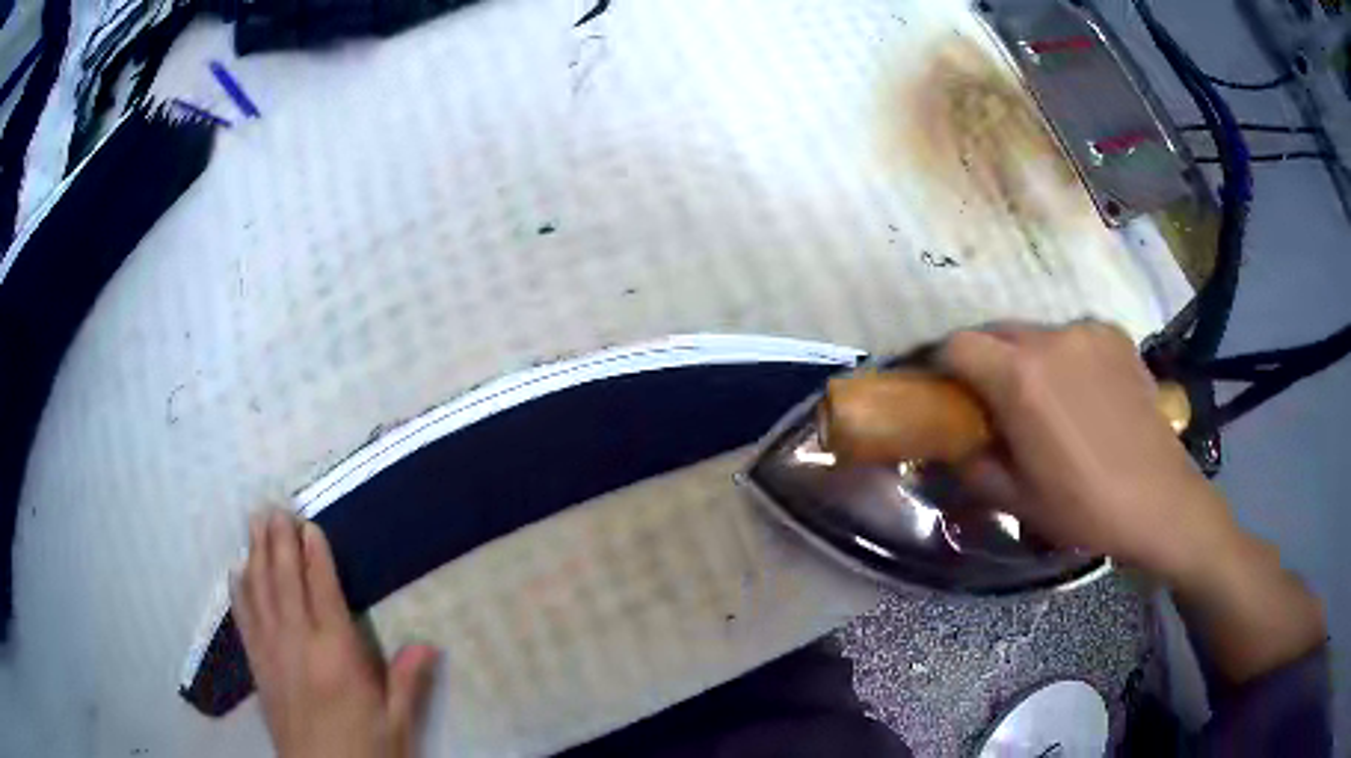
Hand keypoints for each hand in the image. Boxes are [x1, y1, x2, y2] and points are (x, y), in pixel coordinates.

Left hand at [233, 511, 439, 757]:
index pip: (323, 593)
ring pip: (260, 592)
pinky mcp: (257, 666)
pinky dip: (239, 590)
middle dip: (279, 542)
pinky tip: (236, 571)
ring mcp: (272, 653)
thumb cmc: (365, 750)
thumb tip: (428, 644)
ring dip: (256, 554)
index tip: (309, 525)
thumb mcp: (396, 724)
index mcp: (337, 655)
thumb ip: (407, 682)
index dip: (315, 556)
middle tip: (274, 507)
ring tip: (254, 522)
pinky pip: (244, 618)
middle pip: (285, 582)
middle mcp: (299, 645)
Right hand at [940, 321, 1236, 579]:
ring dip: (1027, 361)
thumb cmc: (1084, 507)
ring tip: (1048, 403)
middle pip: (996, 333)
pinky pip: (1073, 337)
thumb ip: (972, 465)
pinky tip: (1084, 394)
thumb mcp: (1015, 500)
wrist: (1160, 500)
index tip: (948, 394)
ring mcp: (1088, 332)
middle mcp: (1052, 338)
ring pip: (1036, 334)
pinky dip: (1065, 358)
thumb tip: (953, 446)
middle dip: (986, 363)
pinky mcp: (1116, 336)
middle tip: (996, 404)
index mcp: (1021, 378)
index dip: (943, 367)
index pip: (958, 345)